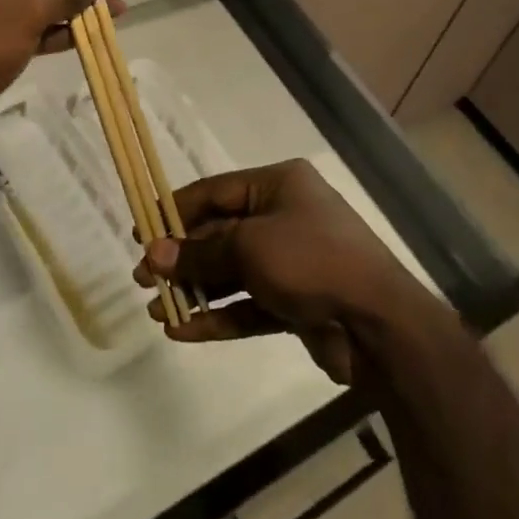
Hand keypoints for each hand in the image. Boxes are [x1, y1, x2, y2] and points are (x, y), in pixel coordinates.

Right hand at [135, 159, 437, 384]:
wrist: (378, 324)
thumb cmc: (312, 260)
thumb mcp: (250, 246)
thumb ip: (200, 252)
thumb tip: (155, 254)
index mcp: (278, 186)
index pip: (215, 191)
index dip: (175, 210)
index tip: (140, 231)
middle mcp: (284, 217)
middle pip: (220, 233)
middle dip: (182, 257)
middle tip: (143, 278)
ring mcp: (290, 262)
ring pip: (231, 272)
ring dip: (195, 290)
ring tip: (156, 310)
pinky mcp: (294, 302)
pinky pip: (247, 304)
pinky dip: (218, 316)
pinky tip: (184, 332)